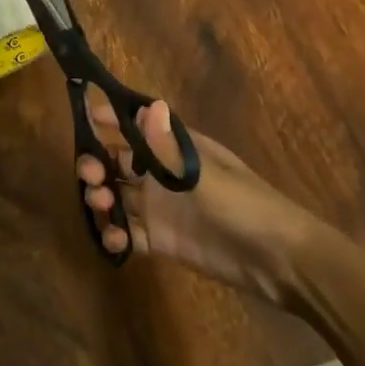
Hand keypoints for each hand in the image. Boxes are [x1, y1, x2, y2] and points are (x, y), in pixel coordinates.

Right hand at [77, 94, 325, 305]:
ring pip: (120, 197)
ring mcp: (163, 209)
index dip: (111, 120)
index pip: (137, 127)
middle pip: (120, 163)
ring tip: (100, 206)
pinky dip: (116, 235)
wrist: (279, 261)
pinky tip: (112, 240)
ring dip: (103, 198)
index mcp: (176, 149)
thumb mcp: (204, 174)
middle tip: (90, 176)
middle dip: (98, 164)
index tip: (85, 117)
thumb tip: (146, 104)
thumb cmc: (244, 204)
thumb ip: (168, 147)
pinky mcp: (164, 242)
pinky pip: (131, 234)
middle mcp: (164, 175)